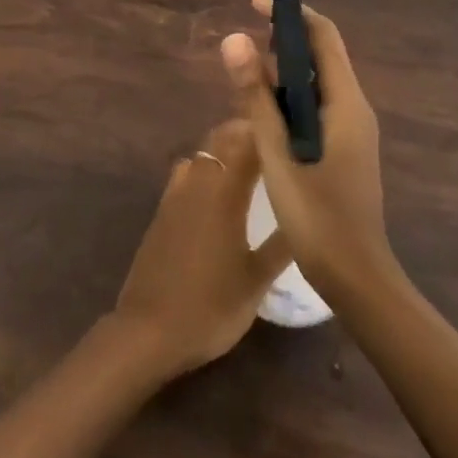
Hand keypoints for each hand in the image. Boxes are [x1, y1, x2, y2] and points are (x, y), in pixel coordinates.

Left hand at [112, 119, 292, 378]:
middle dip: (246, 133)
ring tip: (250, 162)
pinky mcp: (162, 209)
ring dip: (223, 148)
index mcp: (224, 192)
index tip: (290, 128)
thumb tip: (308, 215)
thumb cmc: (210, 306)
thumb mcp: (256, 281)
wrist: (149, 329)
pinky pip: (186, 172)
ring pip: (202, 153)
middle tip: (275, 142)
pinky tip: (217, 191)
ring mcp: (175, 193)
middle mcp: (198, 182)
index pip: (248, 143)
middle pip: (221, 139)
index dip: (268, 130)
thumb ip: (282, 245)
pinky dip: (204, 168)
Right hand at [221, 0, 392, 300]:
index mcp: (346, 102)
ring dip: (286, 68)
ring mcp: (354, 131)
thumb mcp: (276, 149)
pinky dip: (291, 95)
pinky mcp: (346, 150)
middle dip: (286, 37)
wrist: (356, 276)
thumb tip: (234, 39)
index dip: (291, 13)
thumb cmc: (316, 211)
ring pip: (319, 83)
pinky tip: (266, 109)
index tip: (256, 0)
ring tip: (248, 67)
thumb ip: (255, 94)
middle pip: (322, 56)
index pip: (323, 37)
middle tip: (244, 33)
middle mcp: (355, 108)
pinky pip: (318, 106)